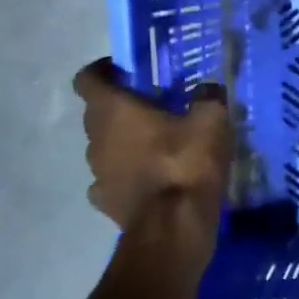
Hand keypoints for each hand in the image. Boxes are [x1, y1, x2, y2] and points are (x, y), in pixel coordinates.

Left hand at [73, 60, 231, 262]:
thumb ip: (208, 97)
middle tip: (154, 104)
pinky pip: (112, 178)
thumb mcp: (212, 121)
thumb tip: (207, 88)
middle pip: (96, 113)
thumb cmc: (186, 164)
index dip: (103, 70)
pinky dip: (127, 174)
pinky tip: (151, 178)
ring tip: (159, 143)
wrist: (174, 229)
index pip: (87, 78)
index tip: (125, 70)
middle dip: (120, 106)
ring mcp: (97, 174)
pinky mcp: (106, 203)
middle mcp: (96, 138)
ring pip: (104, 146)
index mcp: (114, 110)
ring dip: (124, 141)